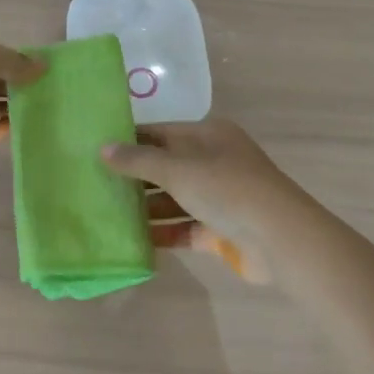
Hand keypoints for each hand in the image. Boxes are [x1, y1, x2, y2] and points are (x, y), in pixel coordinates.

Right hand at [101, 119, 309, 277]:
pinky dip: (163, 233)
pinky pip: (184, 229)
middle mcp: (214, 162)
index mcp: (208, 135)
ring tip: (107, 215)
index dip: (130, 140)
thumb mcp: (178, 168)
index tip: (96, 150)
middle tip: (95, 186)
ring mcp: (219, 198)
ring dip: (146, 208)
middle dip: (135, 177)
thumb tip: (103, 148)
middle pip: (166, 167)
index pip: (161, 132)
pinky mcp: (220, 230)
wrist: (279, 237)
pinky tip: (134, 241)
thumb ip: (139, 160)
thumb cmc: (227, 188)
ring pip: (174, 200)